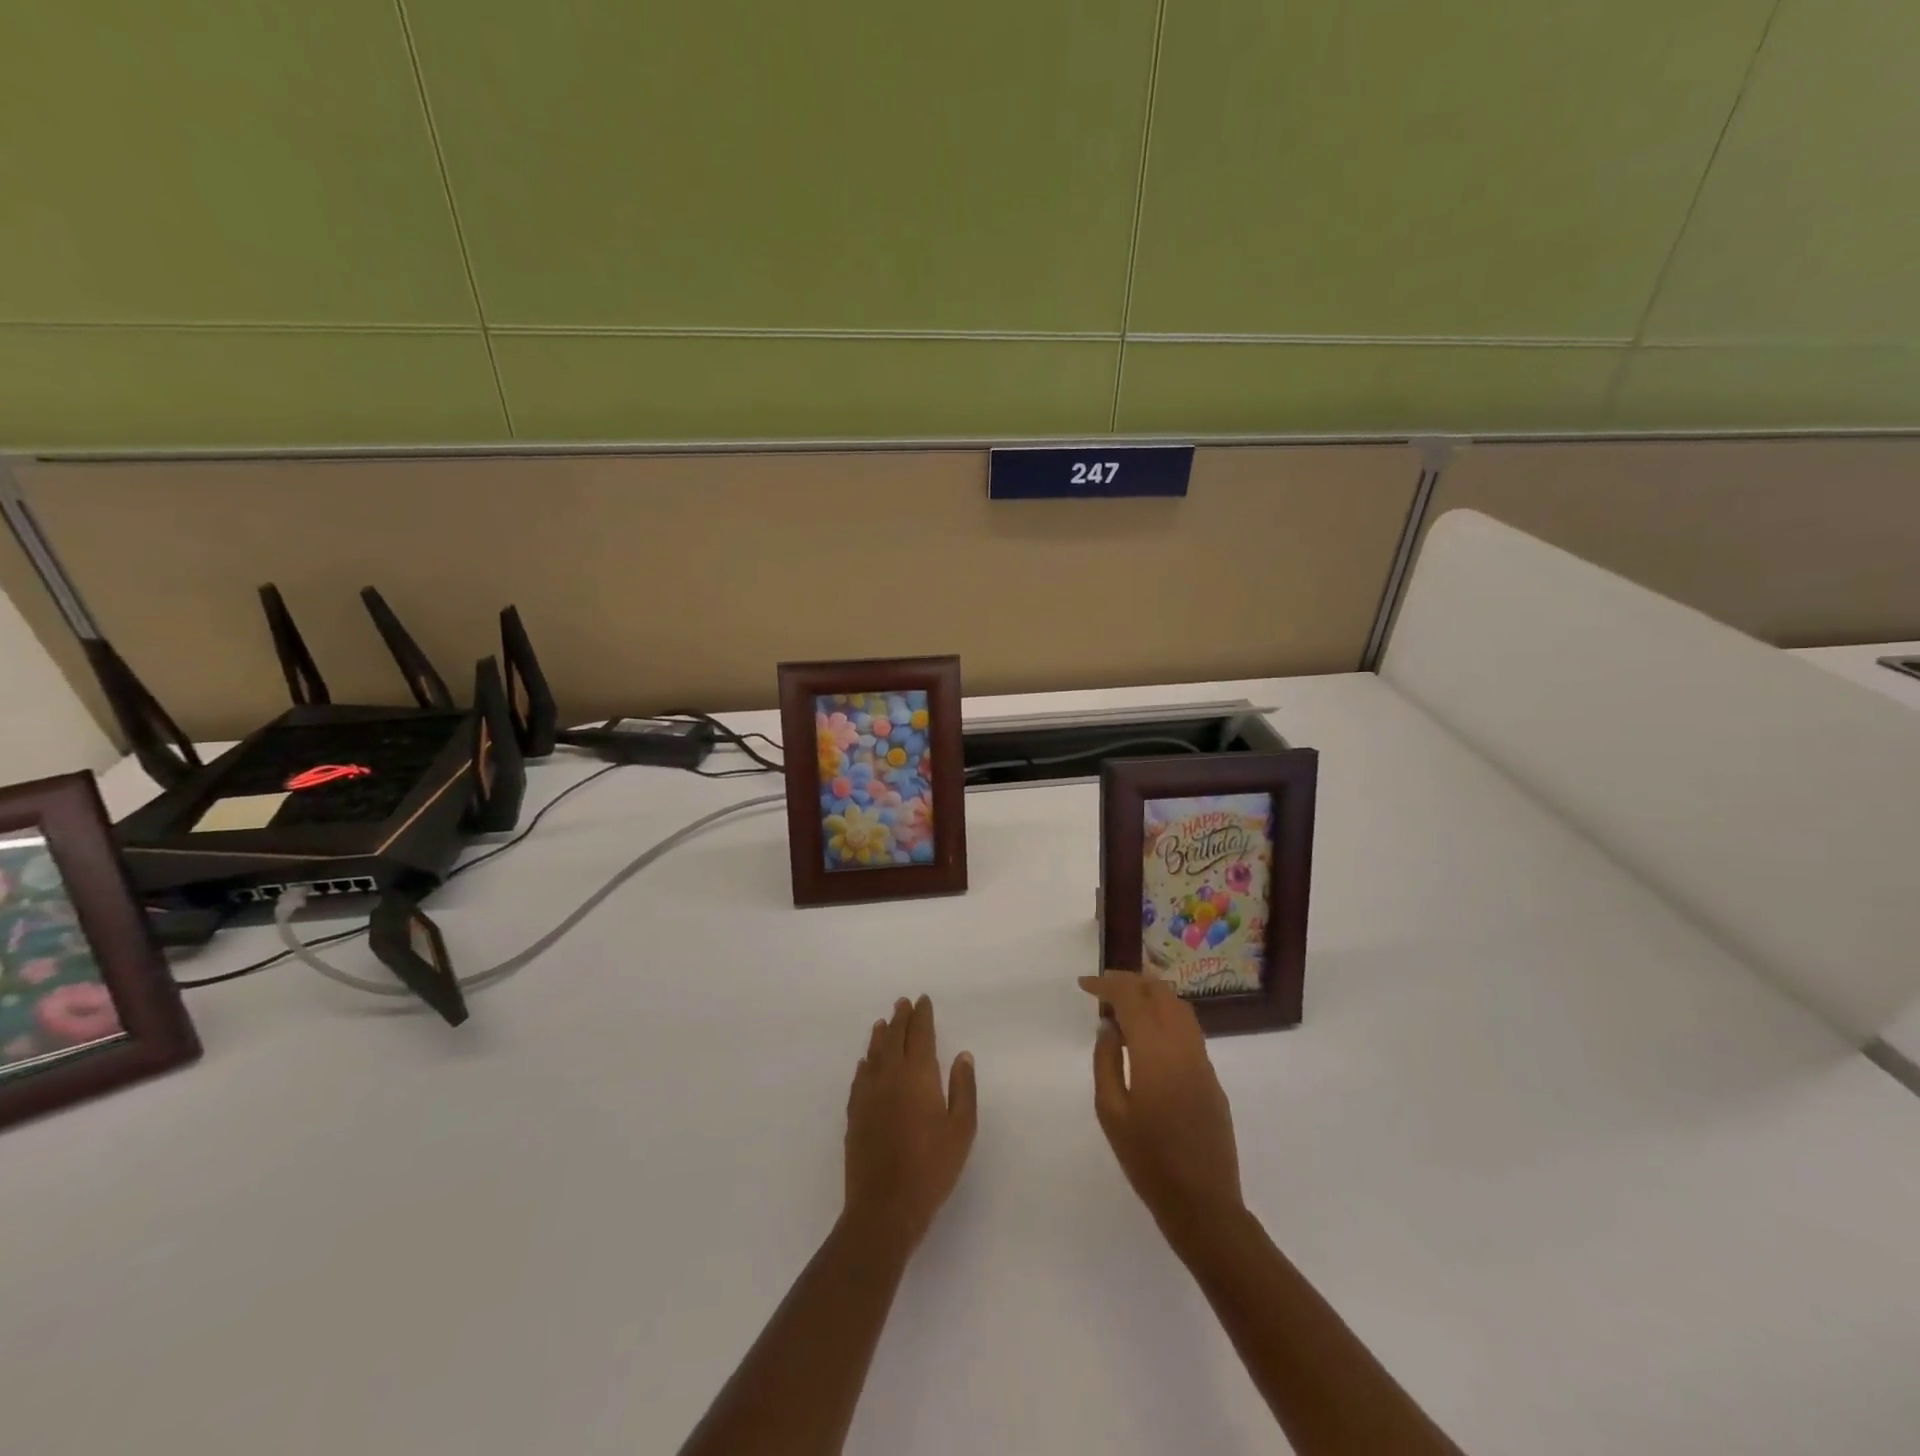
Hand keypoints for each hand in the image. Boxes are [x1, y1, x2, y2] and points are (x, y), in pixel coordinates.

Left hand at [844, 995, 976, 1252]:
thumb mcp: (961, 1129)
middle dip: (900, 1018)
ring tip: (882, 1024)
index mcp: (918, 1075)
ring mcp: (868, 1095)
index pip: (919, 1034)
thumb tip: (962, 1056)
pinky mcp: (854, 1115)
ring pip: (874, 1055)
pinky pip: (859, 1078)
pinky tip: (865, 1064)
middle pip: (894, 1038)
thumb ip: (963, 1089)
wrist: (884, 1206)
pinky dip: (864, 1064)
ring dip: (880, 1036)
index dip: (922, 1016)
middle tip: (903, 1003)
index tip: (922, 1000)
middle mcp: (890, 1076)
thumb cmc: (931, 1167)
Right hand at [1079, 973, 1243, 1242]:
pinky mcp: (1212, 1077)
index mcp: (1155, 1052)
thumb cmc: (1147, 1160)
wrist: (1203, 1204)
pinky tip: (1150, 1028)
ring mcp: (1202, 1060)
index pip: (1132, 998)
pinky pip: (1189, 1028)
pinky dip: (1167, 1013)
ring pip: (1180, 1006)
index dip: (1107, 984)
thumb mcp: (1111, 1112)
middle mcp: (1183, 1046)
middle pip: (1160, 993)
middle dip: (1131, 981)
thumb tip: (1109, 1026)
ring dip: (1152, 992)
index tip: (1085, 984)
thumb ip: (1106, 1061)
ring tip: (1126, 997)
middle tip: (1104, 986)